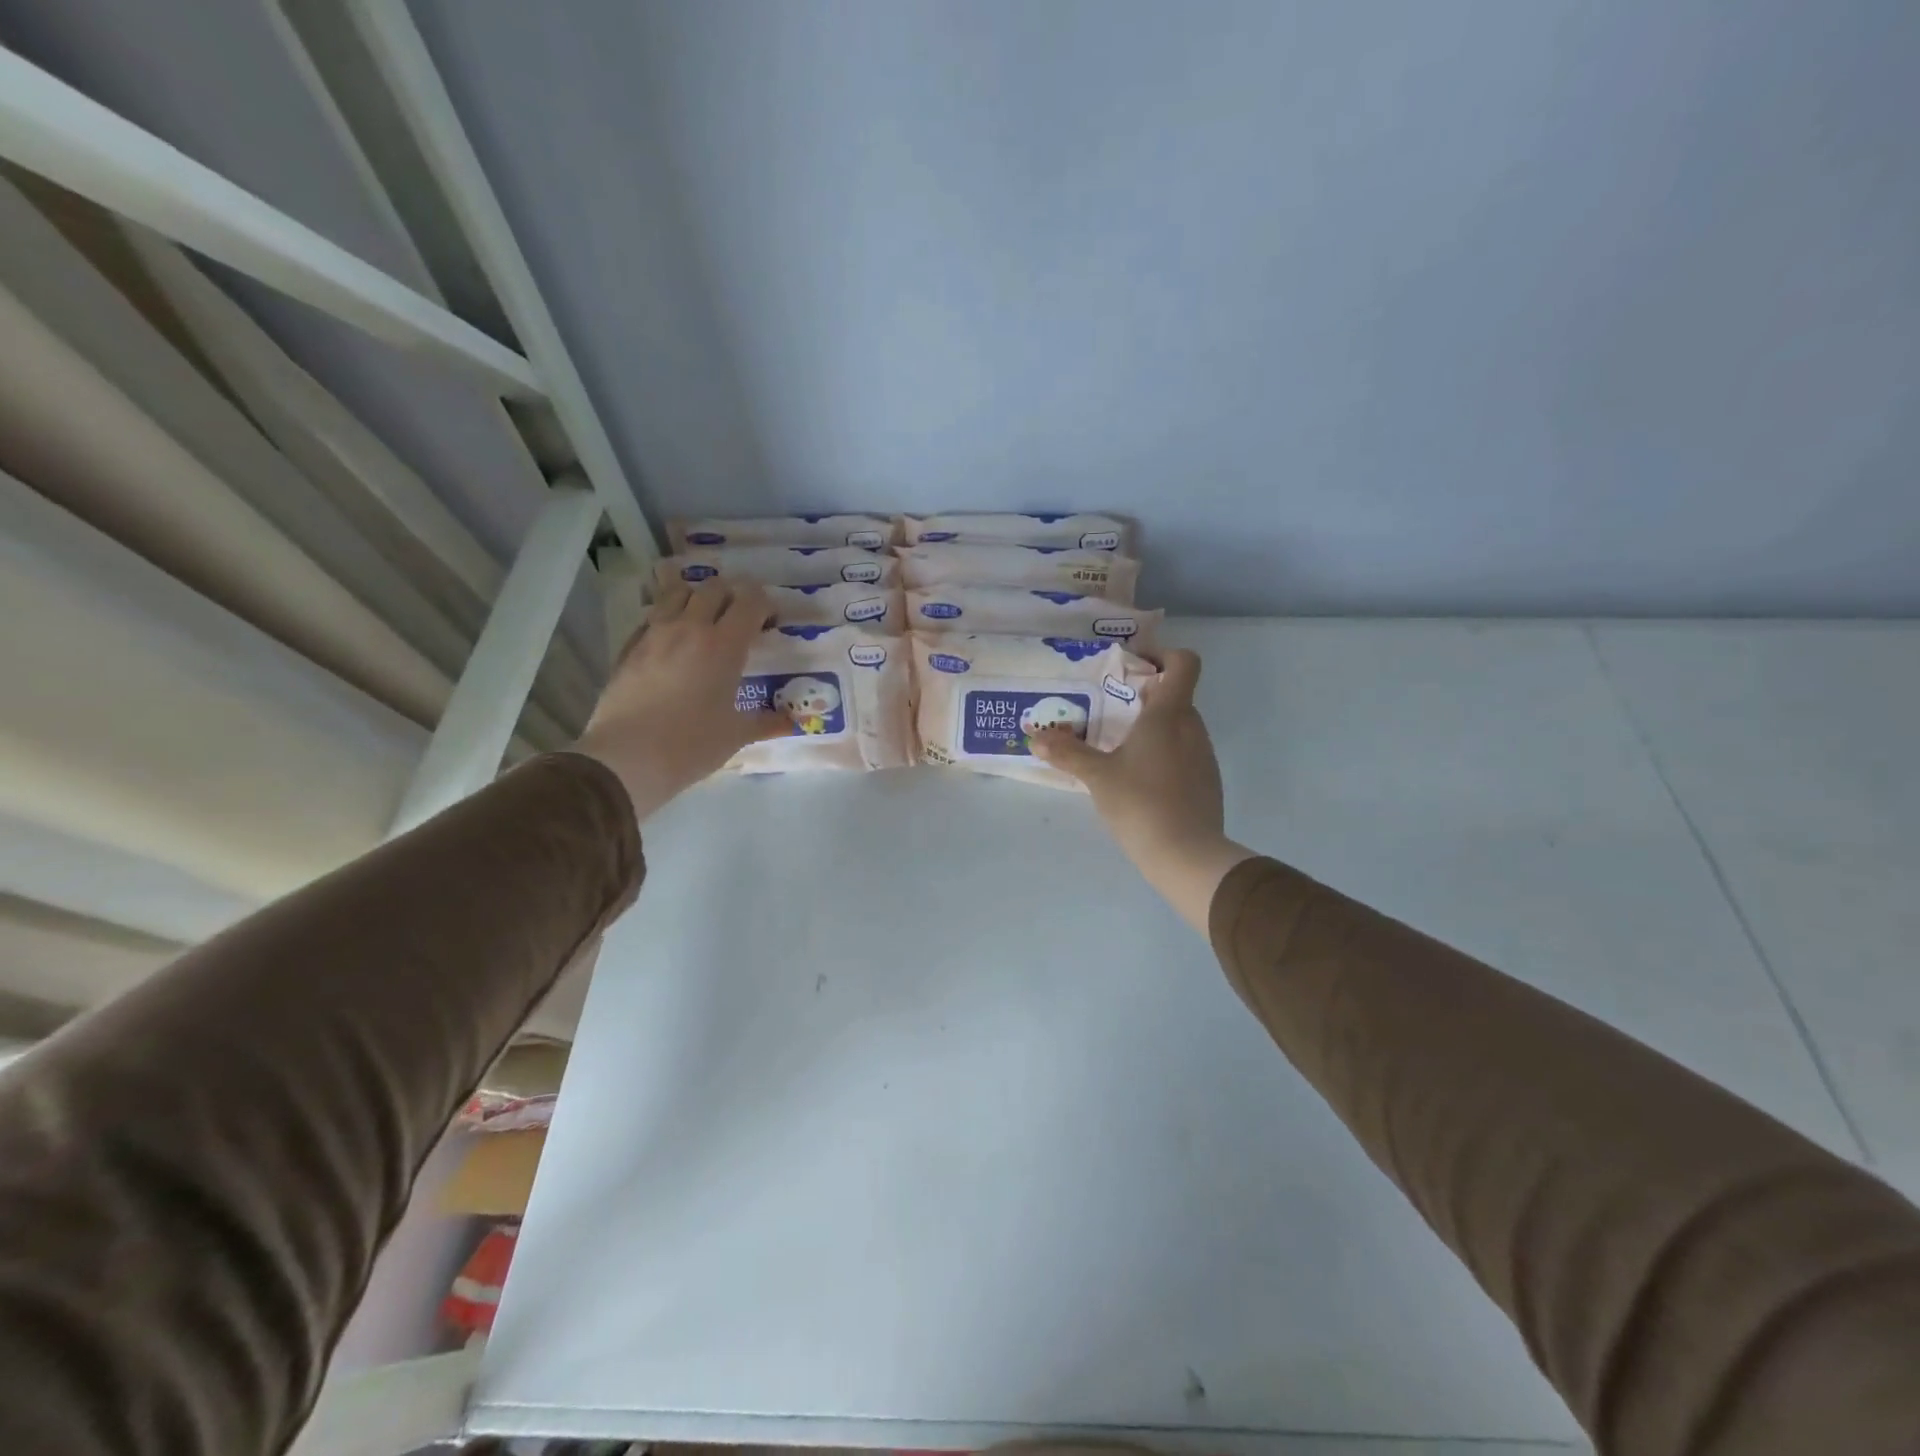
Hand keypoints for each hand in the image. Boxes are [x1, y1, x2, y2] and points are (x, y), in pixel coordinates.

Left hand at [574, 580, 790, 822]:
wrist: (626, 758)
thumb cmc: (691, 745)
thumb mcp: (736, 735)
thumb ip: (767, 722)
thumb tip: (792, 723)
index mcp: (724, 645)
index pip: (750, 601)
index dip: (765, 604)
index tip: (770, 623)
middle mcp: (689, 628)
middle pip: (714, 588)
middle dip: (732, 595)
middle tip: (740, 619)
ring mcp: (654, 634)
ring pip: (677, 593)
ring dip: (696, 598)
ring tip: (704, 621)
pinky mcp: (628, 647)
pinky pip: (652, 617)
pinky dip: (667, 618)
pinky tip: (671, 643)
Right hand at [1031, 648, 1255, 932]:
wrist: (1187, 855)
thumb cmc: (1140, 803)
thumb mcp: (1097, 776)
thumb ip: (1067, 753)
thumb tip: (1036, 737)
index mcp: (1169, 715)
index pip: (1183, 664)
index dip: (1163, 655)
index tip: (1134, 666)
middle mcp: (1193, 728)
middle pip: (1176, 697)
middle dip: (1144, 698)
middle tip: (1109, 711)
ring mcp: (1204, 757)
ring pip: (1179, 728)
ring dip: (1152, 729)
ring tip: (1118, 749)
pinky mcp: (1207, 783)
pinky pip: (1184, 755)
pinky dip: (1163, 756)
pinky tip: (1139, 782)